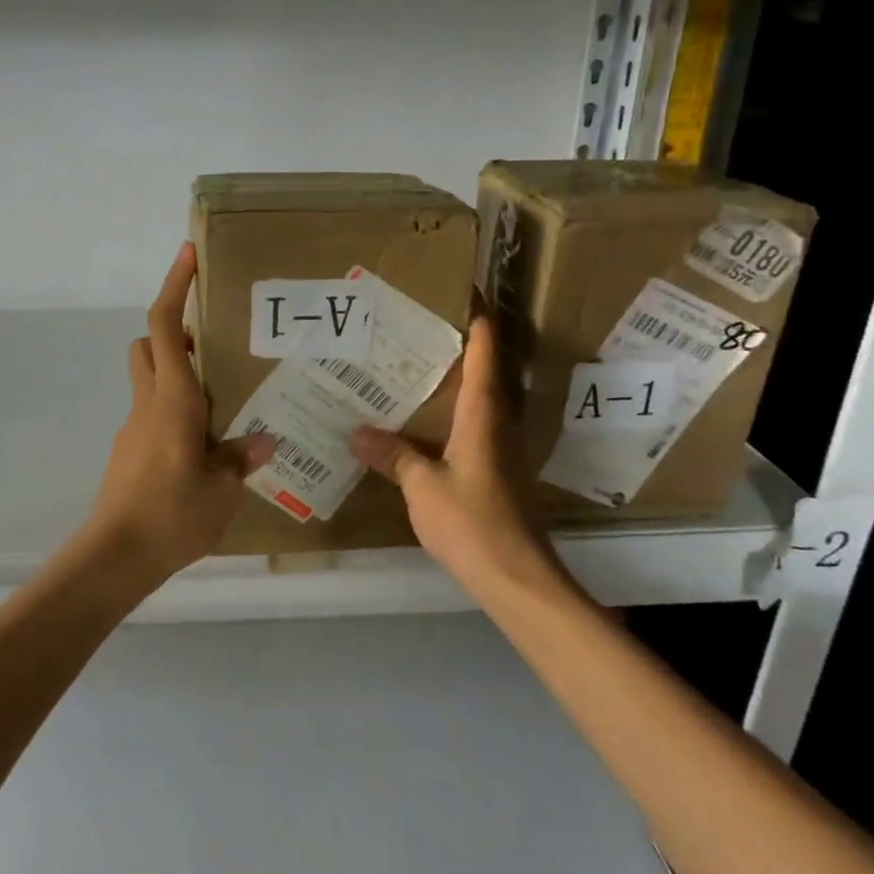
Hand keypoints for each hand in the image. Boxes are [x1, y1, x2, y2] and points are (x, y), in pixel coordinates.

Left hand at [85, 243, 275, 585]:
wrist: (115, 557)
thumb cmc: (172, 515)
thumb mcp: (222, 490)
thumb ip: (239, 458)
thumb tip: (263, 440)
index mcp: (173, 399)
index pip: (167, 326)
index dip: (175, 285)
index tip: (188, 254)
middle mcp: (148, 403)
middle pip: (149, 343)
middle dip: (176, 332)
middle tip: (215, 348)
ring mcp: (133, 427)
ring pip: (148, 379)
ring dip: (176, 374)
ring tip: (220, 403)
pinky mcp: (129, 451)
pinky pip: (151, 414)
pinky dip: (173, 412)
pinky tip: (201, 448)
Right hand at [349, 317, 566, 592]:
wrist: (517, 579)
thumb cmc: (471, 521)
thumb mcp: (421, 486)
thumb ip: (393, 455)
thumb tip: (356, 432)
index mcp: (482, 416)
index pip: (484, 355)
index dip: (478, 323)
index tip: (465, 294)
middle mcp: (497, 425)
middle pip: (483, 374)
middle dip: (457, 349)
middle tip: (418, 329)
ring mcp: (500, 451)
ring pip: (477, 404)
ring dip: (453, 384)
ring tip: (413, 370)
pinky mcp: (497, 474)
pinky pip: (472, 430)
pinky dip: (449, 417)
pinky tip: (422, 427)